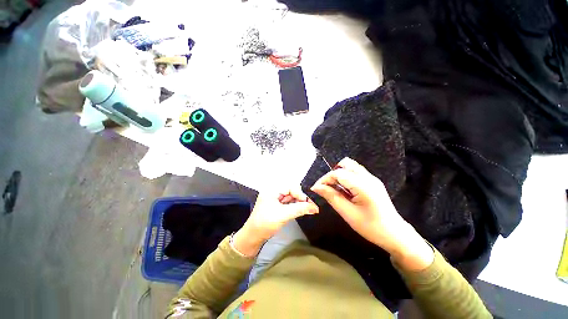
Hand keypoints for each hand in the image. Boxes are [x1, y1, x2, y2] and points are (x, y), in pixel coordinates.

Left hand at [232, 188, 318, 256]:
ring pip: (290, 198)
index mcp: (272, 189)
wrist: (252, 237)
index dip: (301, 194)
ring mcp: (274, 199)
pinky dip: (294, 207)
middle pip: (291, 191)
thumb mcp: (284, 215)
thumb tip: (315, 207)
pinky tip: (300, 210)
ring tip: (307, 209)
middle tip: (311, 207)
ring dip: (298, 203)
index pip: (290, 187)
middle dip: (300, 199)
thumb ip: (299, 209)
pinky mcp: (275, 206)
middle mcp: (273, 191)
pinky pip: (287, 203)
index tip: (310, 204)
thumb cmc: (266, 223)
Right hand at [311, 157, 432, 269]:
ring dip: (339, 175)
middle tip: (327, 188)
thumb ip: (331, 197)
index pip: (338, 173)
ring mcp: (372, 178)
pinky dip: (346, 177)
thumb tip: (316, 187)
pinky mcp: (373, 182)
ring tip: (335, 189)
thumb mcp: (348, 213)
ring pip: (351, 167)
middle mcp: (368, 177)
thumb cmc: (371, 227)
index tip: (316, 188)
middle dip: (332, 174)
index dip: (325, 179)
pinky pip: (356, 173)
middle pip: (345, 164)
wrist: (395, 234)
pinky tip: (345, 190)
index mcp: (363, 185)